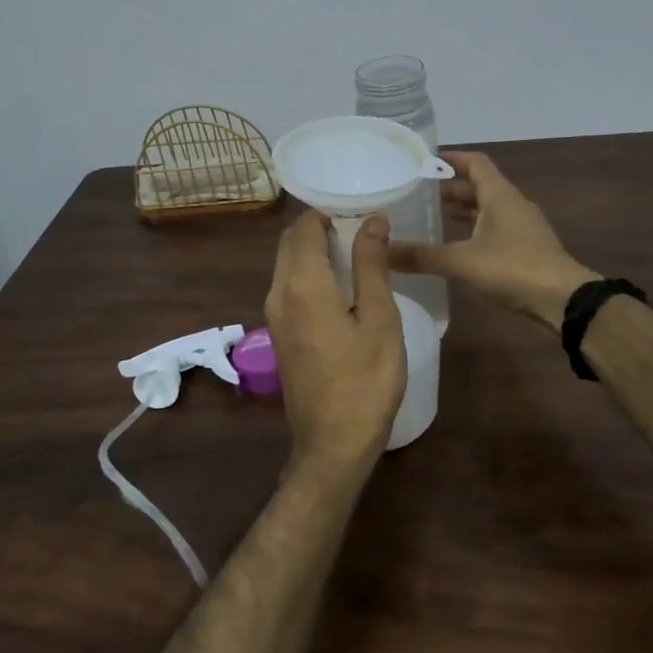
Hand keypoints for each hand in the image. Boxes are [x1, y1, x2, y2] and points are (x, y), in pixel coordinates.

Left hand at [264, 213, 407, 466]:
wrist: (332, 443)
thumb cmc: (366, 381)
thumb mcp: (380, 320)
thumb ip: (371, 266)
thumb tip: (372, 220)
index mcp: (302, 284)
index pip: (304, 228)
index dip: (328, 212)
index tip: (359, 209)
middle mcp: (278, 293)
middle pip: (290, 244)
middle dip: (319, 228)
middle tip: (360, 227)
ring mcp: (273, 315)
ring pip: (286, 265)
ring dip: (313, 251)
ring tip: (356, 252)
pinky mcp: (277, 334)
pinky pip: (288, 287)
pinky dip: (308, 273)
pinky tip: (340, 285)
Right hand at [389, 150, 596, 330]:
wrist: (563, 300)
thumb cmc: (512, 269)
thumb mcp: (460, 261)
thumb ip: (421, 255)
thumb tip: (382, 251)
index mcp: (499, 195)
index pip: (475, 162)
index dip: (451, 159)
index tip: (425, 161)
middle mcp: (513, 204)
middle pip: (480, 186)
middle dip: (451, 188)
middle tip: (419, 195)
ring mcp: (523, 227)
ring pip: (488, 210)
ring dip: (464, 211)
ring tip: (434, 219)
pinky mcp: (527, 249)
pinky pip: (496, 230)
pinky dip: (475, 231)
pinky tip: (458, 248)